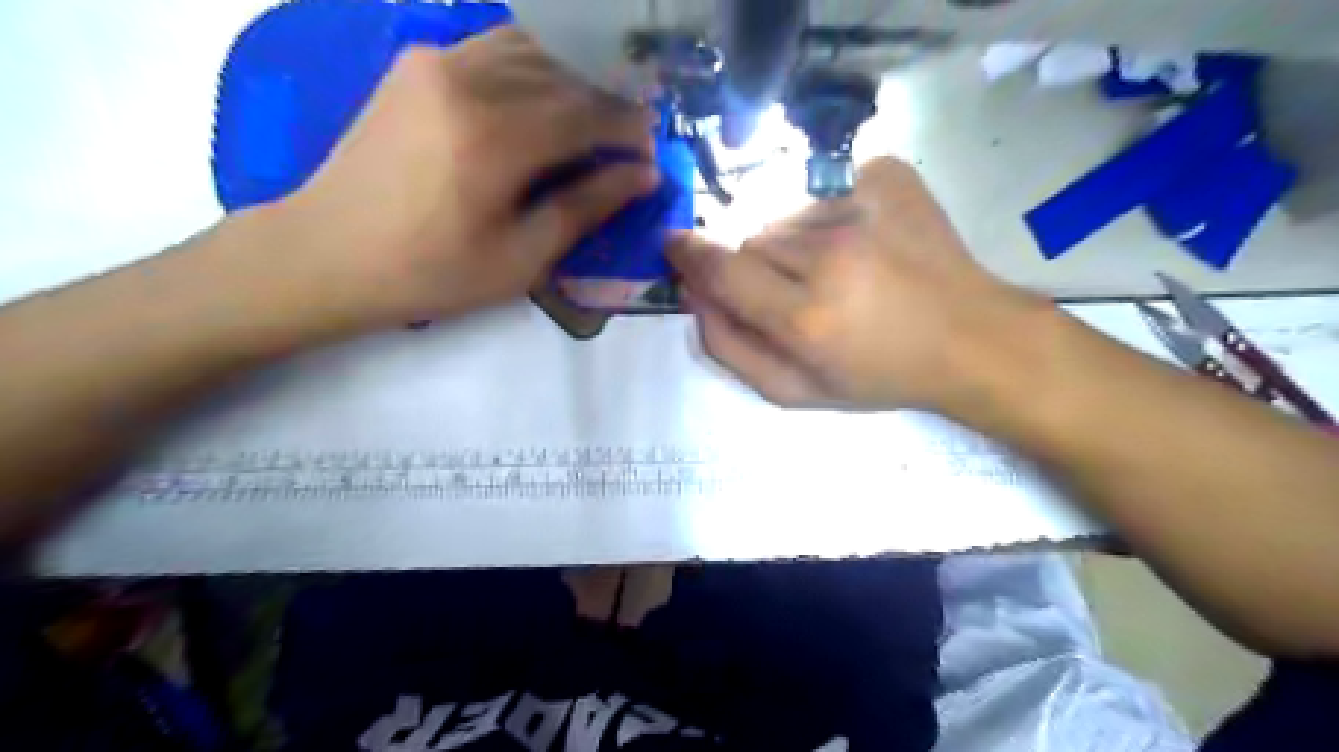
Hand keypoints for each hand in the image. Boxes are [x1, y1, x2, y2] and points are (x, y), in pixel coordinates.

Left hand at [249, 30, 657, 329]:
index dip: (629, 129)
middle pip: (564, 76)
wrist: (327, 252)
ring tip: (585, 127)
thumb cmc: (432, 272)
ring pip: (531, 51)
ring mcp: (436, 62)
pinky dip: (531, 70)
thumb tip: (643, 175)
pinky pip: (492, 49)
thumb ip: (586, 207)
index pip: (589, 112)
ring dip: (570, 83)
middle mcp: (468, 79)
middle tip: (626, 145)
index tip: (650, 153)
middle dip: (606, 107)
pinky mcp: (415, 63)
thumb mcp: (522, 258)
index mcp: (496, 137)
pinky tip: (536, 108)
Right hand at [670, 156, 1043, 414]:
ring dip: (795, 241)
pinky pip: (826, 187)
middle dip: (757, 265)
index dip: (689, 254)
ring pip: (787, 213)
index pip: (719, 267)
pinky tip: (865, 242)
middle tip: (795, 291)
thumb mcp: (794, 391)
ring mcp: (862, 205)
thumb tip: (691, 293)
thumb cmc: (878, 375)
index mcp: (805, 317)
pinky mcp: (887, 174)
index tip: (674, 244)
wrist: (968, 337)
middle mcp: (830, 254)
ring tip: (839, 270)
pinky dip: (832, 214)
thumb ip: (729, 347)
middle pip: (752, 239)